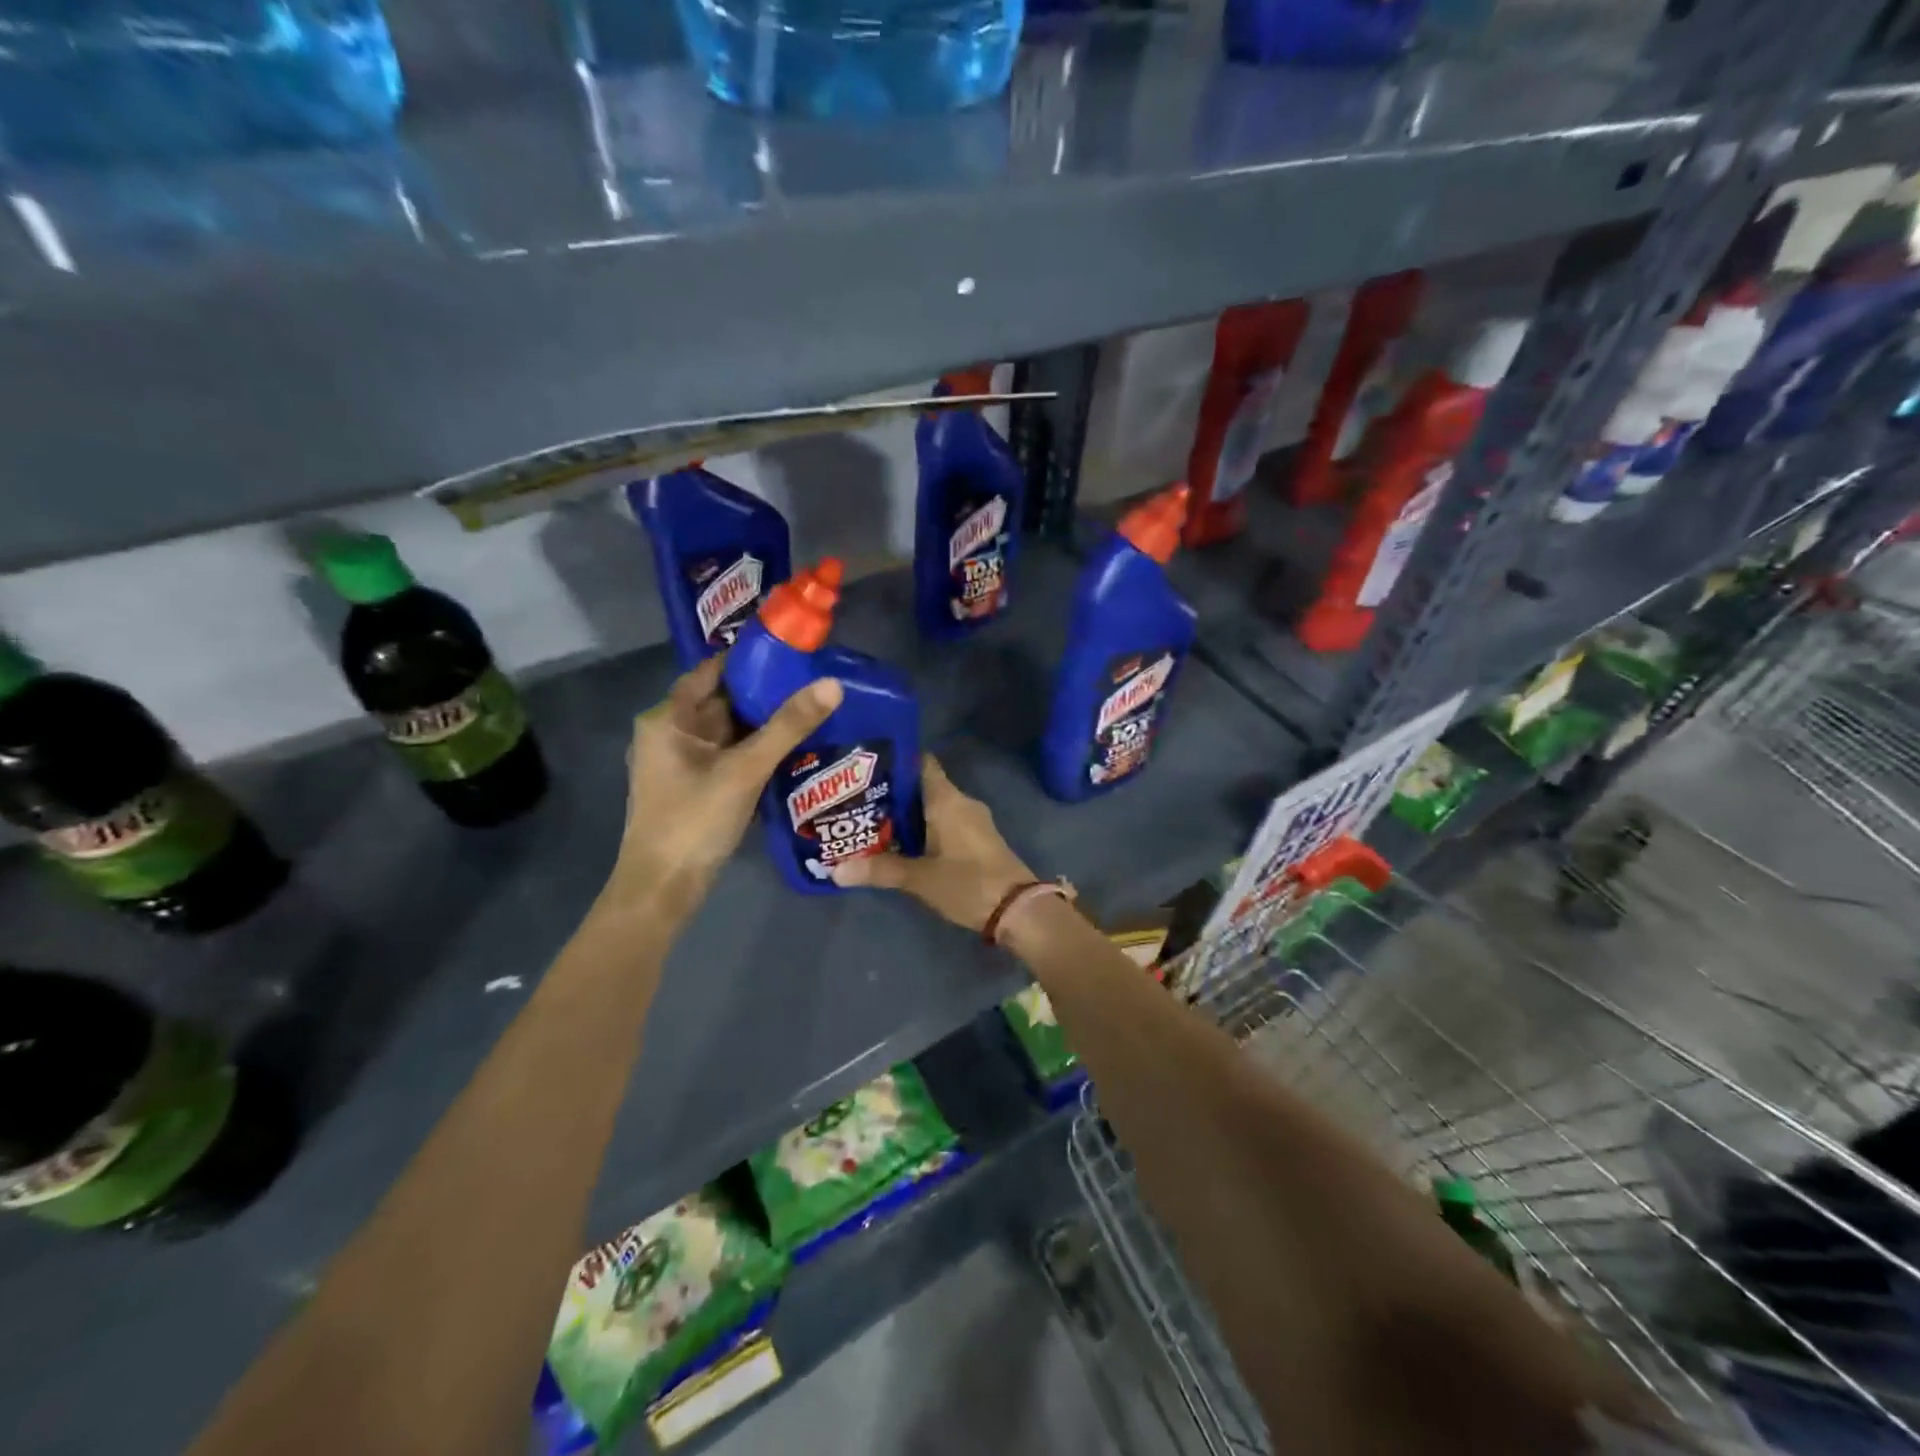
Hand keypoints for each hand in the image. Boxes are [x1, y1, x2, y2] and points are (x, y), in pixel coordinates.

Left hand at [605, 656, 841, 911]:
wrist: (663, 890)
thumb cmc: (694, 821)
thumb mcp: (745, 770)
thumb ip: (788, 726)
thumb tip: (832, 684)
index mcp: (667, 720)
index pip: (710, 673)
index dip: (748, 660)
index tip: (791, 652)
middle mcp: (670, 735)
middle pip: (722, 702)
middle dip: (764, 693)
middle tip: (813, 680)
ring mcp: (682, 764)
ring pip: (729, 732)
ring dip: (764, 724)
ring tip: (812, 708)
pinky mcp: (696, 787)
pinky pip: (731, 756)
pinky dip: (757, 750)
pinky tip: (794, 748)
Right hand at [830, 755, 1033, 933]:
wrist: (1019, 910)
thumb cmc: (968, 883)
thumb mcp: (920, 879)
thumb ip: (879, 870)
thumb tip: (834, 870)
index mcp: (947, 799)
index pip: (920, 762)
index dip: (894, 761)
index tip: (864, 767)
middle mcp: (961, 802)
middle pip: (922, 786)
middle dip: (892, 793)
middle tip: (856, 800)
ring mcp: (973, 821)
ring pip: (933, 807)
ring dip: (907, 814)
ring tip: (871, 822)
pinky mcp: (978, 840)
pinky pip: (945, 823)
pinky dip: (924, 828)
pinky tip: (901, 843)